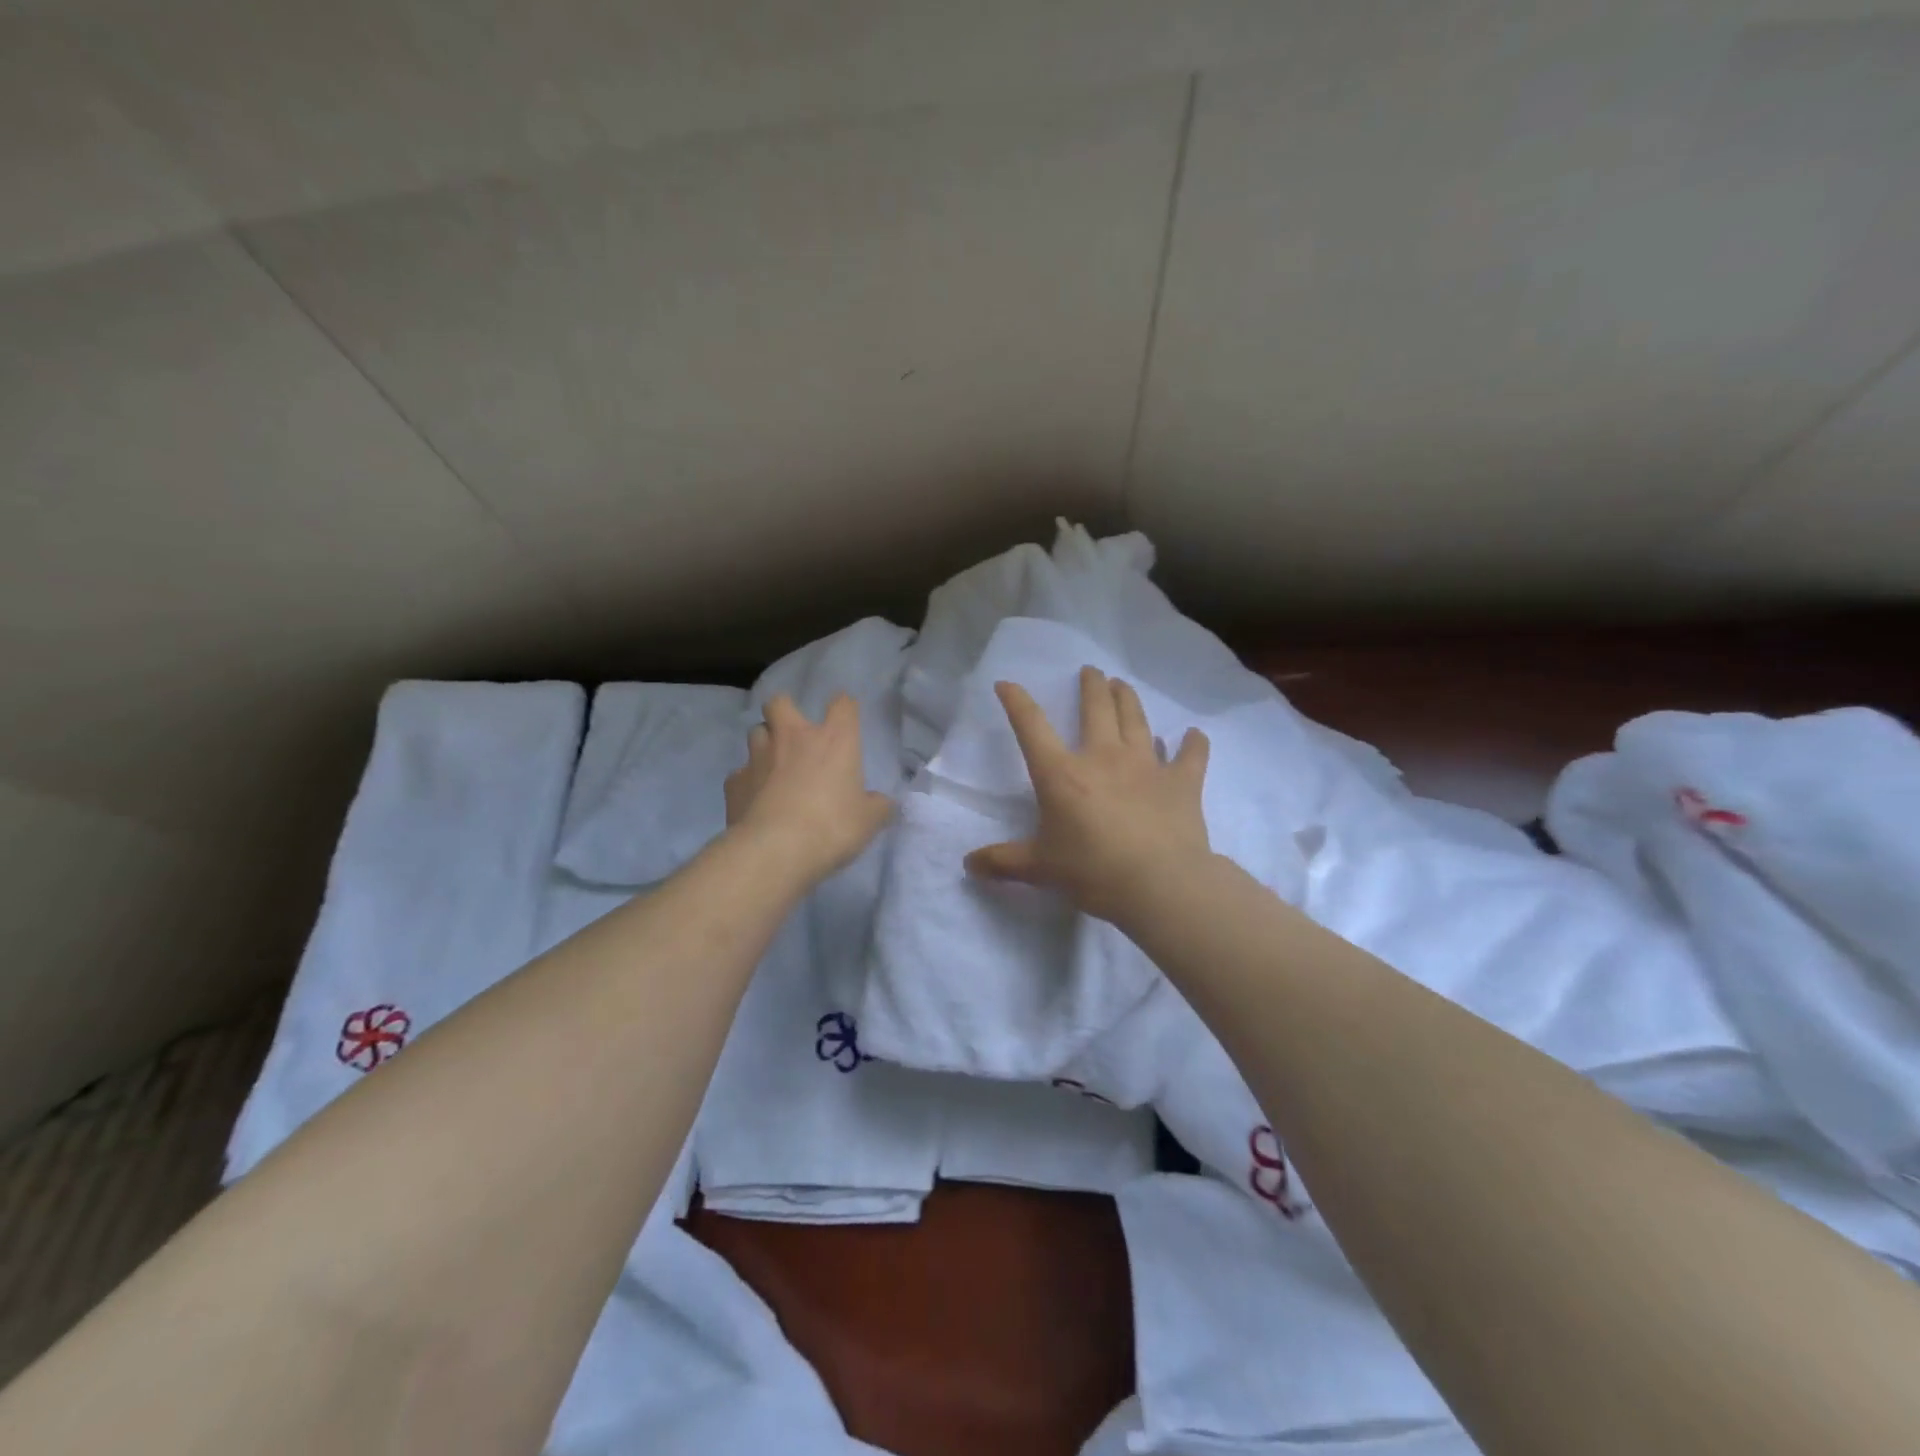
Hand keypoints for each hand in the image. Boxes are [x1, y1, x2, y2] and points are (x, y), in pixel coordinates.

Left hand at [725, 693, 894, 883]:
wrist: (775, 851)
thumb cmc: (832, 827)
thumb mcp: (869, 820)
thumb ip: (877, 806)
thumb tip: (882, 803)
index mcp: (834, 740)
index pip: (842, 704)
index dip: (844, 708)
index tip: (846, 719)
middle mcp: (793, 738)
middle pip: (780, 702)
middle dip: (785, 711)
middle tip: (795, 734)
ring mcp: (759, 757)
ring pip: (756, 732)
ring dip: (765, 743)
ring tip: (774, 766)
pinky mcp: (734, 782)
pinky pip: (740, 773)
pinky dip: (748, 781)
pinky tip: (755, 799)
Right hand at [964, 665, 1210, 923]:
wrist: (1159, 883)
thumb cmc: (1092, 871)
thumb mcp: (1040, 868)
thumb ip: (1004, 862)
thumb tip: (969, 864)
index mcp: (1062, 774)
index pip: (1032, 727)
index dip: (1017, 702)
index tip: (1006, 684)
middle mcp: (1103, 757)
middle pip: (1096, 709)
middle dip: (1091, 686)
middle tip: (1090, 671)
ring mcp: (1146, 765)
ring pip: (1136, 720)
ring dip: (1128, 700)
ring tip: (1123, 685)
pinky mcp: (1182, 782)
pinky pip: (1191, 755)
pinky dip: (1193, 744)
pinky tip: (1195, 735)